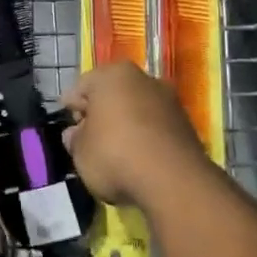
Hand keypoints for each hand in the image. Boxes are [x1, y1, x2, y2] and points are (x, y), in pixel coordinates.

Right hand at [64, 61, 207, 208]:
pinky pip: (155, 128)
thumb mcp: (80, 152)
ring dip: (124, 127)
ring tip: (115, 155)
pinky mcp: (187, 125)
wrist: (174, 181)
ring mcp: (169, 100)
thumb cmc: (115, 155)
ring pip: (136, 110)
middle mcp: (143, 78)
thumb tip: (76, 135)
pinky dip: (145, 139)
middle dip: (100, 115)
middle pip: (111, 96)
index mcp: (112, 74)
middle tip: (89, 141)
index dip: (71, 110)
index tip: (69, 131)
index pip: (81, 88)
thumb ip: (74, 139)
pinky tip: (138, 161)